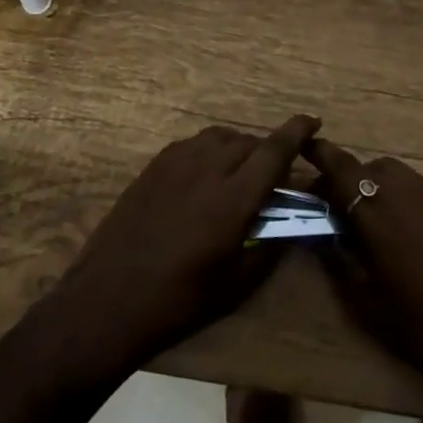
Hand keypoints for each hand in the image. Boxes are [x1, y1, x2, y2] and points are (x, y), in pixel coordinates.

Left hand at [40, 116, 319, 380]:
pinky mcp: (153, 167)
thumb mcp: (236, 283)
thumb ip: (268, 245)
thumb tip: (290, 223)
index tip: (313, 121)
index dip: (297, 132)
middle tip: (273, 175)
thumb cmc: (179, 301)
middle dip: (268, 150)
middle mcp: (206, 170)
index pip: (274, 151)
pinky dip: (210, 150)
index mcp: (232, 200)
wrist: (109, 299)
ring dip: (238, 147)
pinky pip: (192, 144)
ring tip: (240, 171)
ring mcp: (175, 164)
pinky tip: (206, 174)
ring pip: (218, 137)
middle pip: (247, 142)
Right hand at [308, 137, 422, 403]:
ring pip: (400, 176)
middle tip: (340, 210)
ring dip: (379, 187)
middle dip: (351, 179)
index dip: (323, 155)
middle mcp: (409, 197)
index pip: (344, 170)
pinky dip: (405, 199)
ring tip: (375, 222)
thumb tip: (326, 233)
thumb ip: (341, 259)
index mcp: (380, 218)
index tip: (306, 147)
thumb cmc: (422, 330)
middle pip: (372, 168)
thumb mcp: (367, 303)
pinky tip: (408, 235)